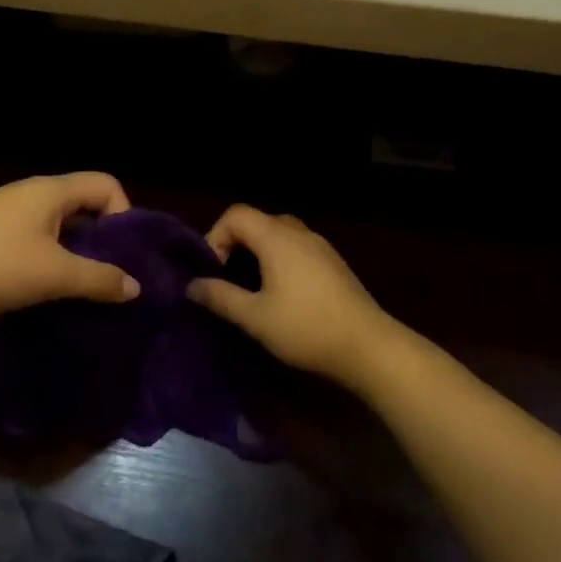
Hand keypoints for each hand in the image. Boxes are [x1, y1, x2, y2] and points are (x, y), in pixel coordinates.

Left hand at [0, 173, 141, 314]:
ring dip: (77, 253)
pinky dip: (52, 259)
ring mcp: (9, 214)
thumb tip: (135, 287)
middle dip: (103, 239)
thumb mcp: (54, 274)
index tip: (121, 254)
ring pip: (60, 226)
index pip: (106, 184)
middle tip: (109, 275)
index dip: (124, 214)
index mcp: (50, 191)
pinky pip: (37, 240)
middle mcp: (32, 194)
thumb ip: (99, 279)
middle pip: (85, 205)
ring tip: (82, 288)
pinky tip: (49, 289)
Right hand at [187, 205, 396, 385]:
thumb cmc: (305, 328)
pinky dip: (280, 260)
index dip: (215, 236)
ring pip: (279, 235)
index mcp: (277, 238)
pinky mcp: (334, 264)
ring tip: (252, 288)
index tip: (213, 271)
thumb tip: (192, 286)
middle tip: (228, 278)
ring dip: (258, 253)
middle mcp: (299, 233)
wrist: (369, 347)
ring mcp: (321, 247)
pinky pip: (297, 248)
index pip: (236, 214)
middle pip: (258, 221)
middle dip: (236, 244)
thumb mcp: (254, 317)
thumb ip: (220, 297)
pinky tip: (282, 295)